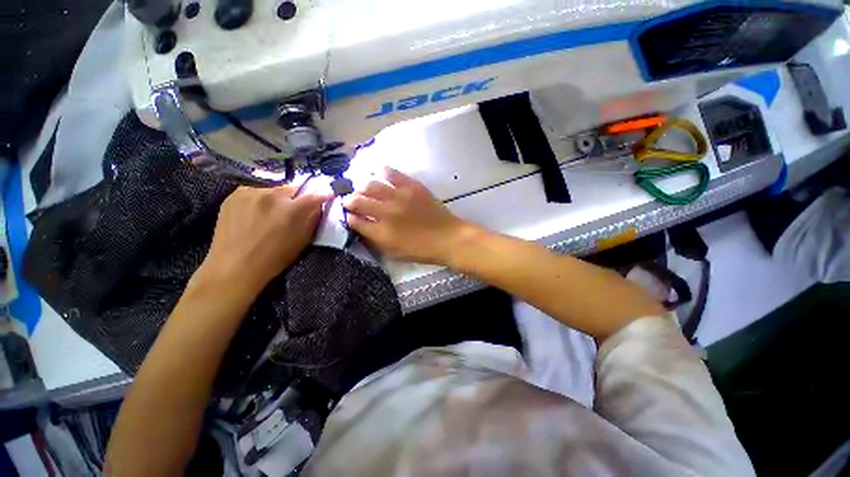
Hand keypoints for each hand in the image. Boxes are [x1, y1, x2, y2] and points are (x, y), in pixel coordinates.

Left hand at [200, 183, 331, 290]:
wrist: (234, 266)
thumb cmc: (275, 258)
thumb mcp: (303, 240)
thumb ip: (313, 218)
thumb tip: (318, 205)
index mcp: (293, 209)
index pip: (315, 194)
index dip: (323, 194)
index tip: (327, 195)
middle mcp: (273, 195)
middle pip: (293, 188)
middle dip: (297, 197)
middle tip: (294, 209)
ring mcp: (251, 192)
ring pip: (274, 189)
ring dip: (278, 198)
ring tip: (272, 213)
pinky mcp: (235, 194)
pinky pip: (256, 191)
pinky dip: (260, 199)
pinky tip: (255, 213)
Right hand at [343, 168, 470, 264]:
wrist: (448, 238)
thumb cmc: (421, 250)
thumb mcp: (394, 253)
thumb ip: (374, 241)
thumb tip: (359, 228)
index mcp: (381, 233)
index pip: (354, 220)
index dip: (348, 217)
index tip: (347, 215)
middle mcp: (386, 212)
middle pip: (357, 200)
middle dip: (349, 200)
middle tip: (349, 200)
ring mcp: (399, 197)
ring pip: (370, 185)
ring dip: (361, 187)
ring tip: (362, 188)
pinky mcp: (412, 186)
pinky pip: (391, 173)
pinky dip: (381, 171)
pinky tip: (376, 171)